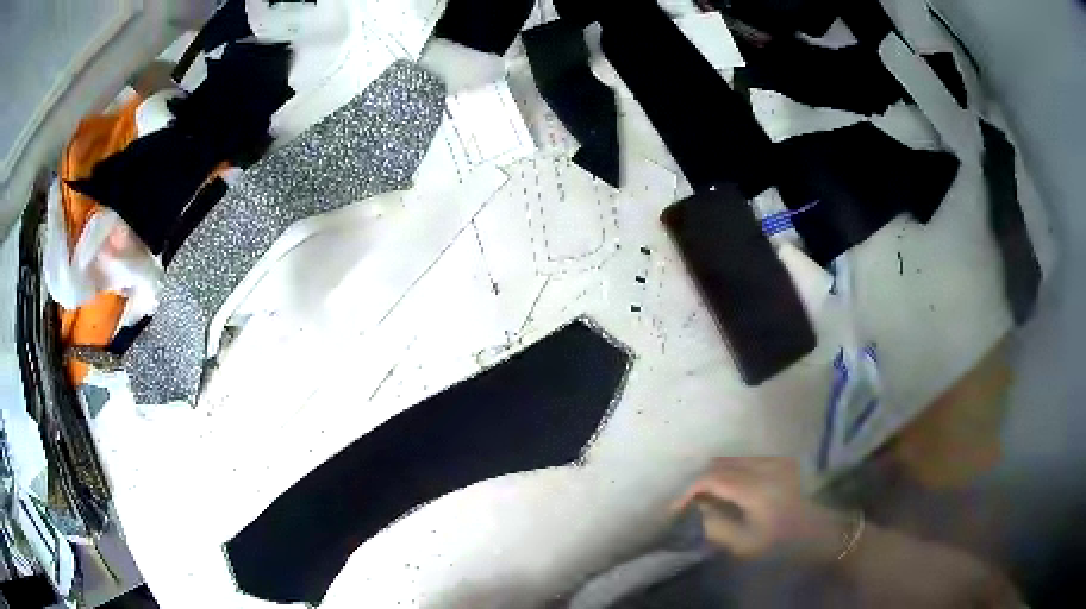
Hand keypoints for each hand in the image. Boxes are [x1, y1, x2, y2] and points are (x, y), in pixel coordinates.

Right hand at [672, 457, 844, 559]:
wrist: (822, 534)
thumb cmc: (783, 543)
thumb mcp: (745, 544)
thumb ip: (716, 525)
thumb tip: (696, 510)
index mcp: (755, 486)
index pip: (711, 478)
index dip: (688, 491)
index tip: (674, 509)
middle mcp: (765, 465)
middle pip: (721, 463)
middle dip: (700, 482)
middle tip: (689, 504)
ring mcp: (776, 461)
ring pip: (734, 460)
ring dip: (716, 476)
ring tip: (707, 499)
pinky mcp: (783, 462)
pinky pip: (747, 461)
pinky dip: (732, 473)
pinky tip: (730, 491)